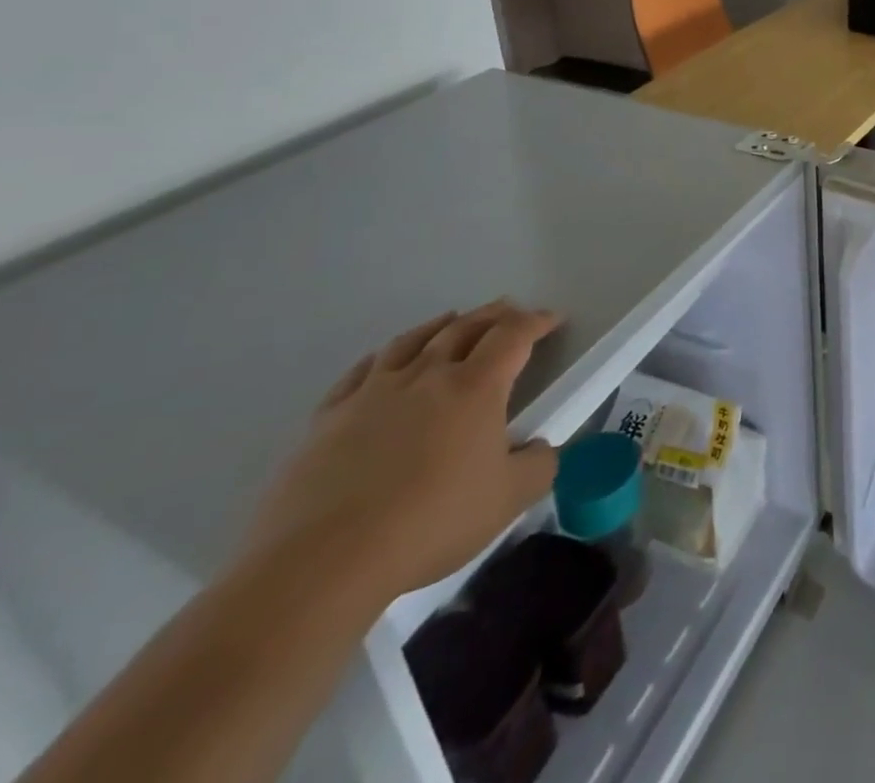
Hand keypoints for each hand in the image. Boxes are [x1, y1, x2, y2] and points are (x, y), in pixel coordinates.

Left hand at [237, 300, 562, 609]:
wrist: (322, 563)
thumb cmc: (430, 522)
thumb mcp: (508, 499)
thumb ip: (538, 466)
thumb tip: (540, 449)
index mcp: (476, 387)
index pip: (513, 336)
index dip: (536, 321)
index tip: (552, 318)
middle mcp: (428, 376)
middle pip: (465, 327)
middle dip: (494, 315)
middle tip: (510, 310)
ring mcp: (373, 393)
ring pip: (413, 341)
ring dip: (440, 325)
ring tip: (452, 320)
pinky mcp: (328, 418)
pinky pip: (361, 372)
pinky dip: (382, 356)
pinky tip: (383, 360)